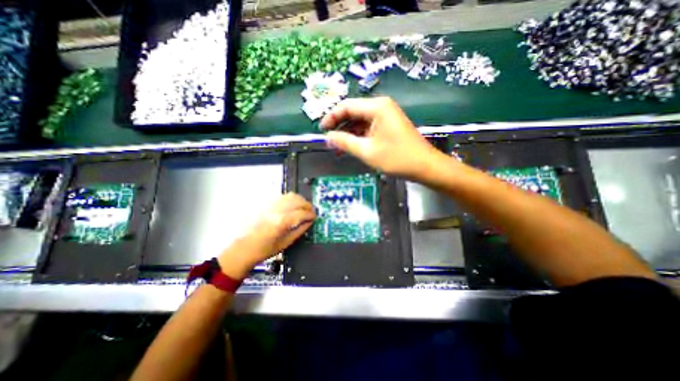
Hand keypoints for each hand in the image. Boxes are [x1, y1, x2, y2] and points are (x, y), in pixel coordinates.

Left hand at [217, 195, 314, 277]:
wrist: (243, 249)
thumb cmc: (264, 250)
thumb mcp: (286, 243)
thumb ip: (300, 230)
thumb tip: (310, 222)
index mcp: (281, 222)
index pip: (302, 213)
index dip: (311, 214)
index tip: (314, 217)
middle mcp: (276, 210)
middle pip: (297, 200)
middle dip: (307, 205)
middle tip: (311, 212)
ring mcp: (270, 205)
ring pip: (290, 196)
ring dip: (300, 200)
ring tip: (303, 208)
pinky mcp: (266, 204)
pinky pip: (282, 197)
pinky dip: (291, 200)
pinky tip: (292, 206)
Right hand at [323, 95, 443, 177]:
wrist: (425, 166)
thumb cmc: (396, 158)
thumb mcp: (367, 151)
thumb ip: (345, 142)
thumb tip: (328, 137)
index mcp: (377, 107)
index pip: (347, 106)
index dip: (332, 117)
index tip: (321, 129)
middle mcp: (381, 107)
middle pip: (354, 112)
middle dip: (340, 126)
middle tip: (330, 141)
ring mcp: (386, 116)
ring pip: (361, 121)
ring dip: (349, 133)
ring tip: (338, 147)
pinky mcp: (389, 126)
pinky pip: (369, 128)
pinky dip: (359, 137)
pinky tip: (352, 147)